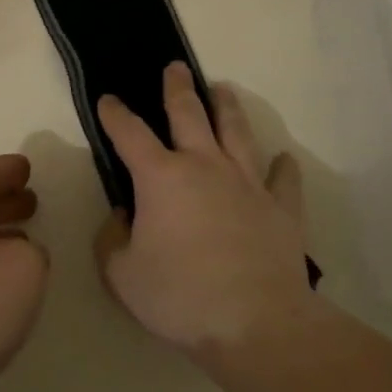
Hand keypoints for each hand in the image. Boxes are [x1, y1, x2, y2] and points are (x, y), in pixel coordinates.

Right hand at [94, 63, 317, 353]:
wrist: (257, 324)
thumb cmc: (181, 297)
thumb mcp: (122, 274)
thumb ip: (111, 240)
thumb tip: (122, 218)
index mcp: (161, 176)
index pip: (130, 133)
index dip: (115, 114)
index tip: (108, 100)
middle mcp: (204, 166)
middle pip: (189, 114)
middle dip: (178, 87)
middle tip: (176, 67)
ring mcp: (247, 183)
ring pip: (236, 132)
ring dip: (228, 108)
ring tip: (223, 89)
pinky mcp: (281, 208)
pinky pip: (283, 180)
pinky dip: (283, 168)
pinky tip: (284, 159)